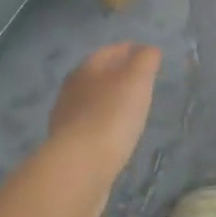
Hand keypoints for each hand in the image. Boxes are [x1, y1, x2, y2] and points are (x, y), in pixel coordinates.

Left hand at [46, 43, 161, 216]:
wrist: (80, 167)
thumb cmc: (111, 115)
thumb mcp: (136, 80)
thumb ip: (145, 60)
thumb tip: (148, 50)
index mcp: (87, 69)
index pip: (111, 51)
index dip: (131, 49)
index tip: (148, 54)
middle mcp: (72, 90)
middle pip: (98, 75)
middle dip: (118, 74)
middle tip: (141, 81)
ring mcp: (66, 119)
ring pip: (92, 101)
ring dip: (110, 101)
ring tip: (131, 108)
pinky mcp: (68, 146)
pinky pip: (90, 126)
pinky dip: (104, 124)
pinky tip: (115, 134)